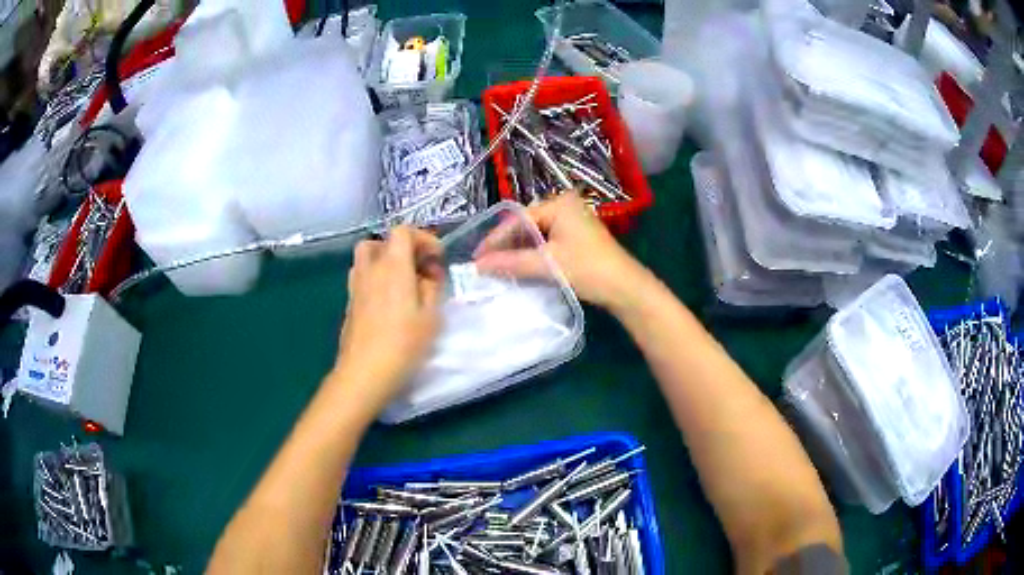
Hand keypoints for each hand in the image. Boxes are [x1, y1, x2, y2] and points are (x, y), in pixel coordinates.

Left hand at [334, 227, 444, 410]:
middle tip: (417, 268)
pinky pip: (362, 279)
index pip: (402, 231)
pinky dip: (376, 279)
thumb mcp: (431, 316)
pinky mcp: (350, 304)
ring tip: (403, 284)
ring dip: (385, 262)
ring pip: (366, 259)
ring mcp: (355, 287)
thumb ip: (432, 288)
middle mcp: (370, 269)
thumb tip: (428, 276)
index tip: (436, 258)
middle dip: (400, 248)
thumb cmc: (404, 344)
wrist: (364, 373)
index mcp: (393, 266)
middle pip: (379, 241)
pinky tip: (389, 303)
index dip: (423, 238)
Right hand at [475, 193, 647, 309]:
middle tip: (486, 263)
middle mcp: (565, 206)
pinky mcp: (577, 236)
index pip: (518, 218)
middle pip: (526, 224)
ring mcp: (573, 221)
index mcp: (559, 204)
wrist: (626, 288)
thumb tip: (478, 265)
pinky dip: (533, 254)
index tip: (477, 257)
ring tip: (499, 267)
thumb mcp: (548, 265)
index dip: (496, 239)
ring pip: (536, 234)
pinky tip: (521, 267)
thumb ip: (511, 262)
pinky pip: (547, 241)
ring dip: (519, 251)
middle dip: (506, 244)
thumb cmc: (588, 269)